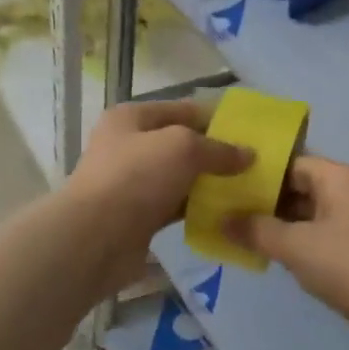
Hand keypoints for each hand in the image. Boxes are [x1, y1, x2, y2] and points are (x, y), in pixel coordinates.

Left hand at [64, 98, 251, 287]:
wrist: (95, 239)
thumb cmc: (136, 178)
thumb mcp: (183, 148)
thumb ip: (218, 149)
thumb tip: (248, 155)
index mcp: (131, 118)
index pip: (182, 109)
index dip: (215, 118)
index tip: (249, 133)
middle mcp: (128, 146)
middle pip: (181, 145)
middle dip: (215, 154)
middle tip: (253, 165)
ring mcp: (132, 184)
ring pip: (180, 178)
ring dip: (208, 184)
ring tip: (246, 190)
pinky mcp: (138, 217)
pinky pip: (175, 207)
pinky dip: (196, 209)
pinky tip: (225, 214)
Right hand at [225, 156, 348, 349]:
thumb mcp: (295, 247)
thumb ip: (256, 230)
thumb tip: (222, 221)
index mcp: (341, 176)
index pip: (293, 163)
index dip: (260, 176)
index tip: (230, 190)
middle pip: (304, 186)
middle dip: (269, 202)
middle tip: (232, 215)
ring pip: (315, 211)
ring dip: (285, 224)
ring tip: (249, 236)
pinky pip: (328, 231)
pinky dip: (304, 239)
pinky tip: (281, 256)